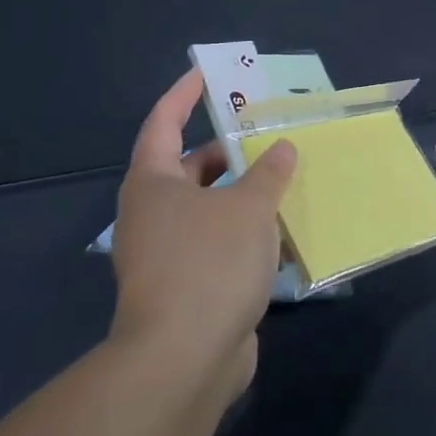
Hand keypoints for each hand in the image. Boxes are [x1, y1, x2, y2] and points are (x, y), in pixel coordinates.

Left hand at [109, 72, 296, 402]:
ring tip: (283, 178)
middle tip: (265, 133)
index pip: (163, 122)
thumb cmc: (210, 263)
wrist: (183, 362)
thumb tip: (282, 149)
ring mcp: (165, 254)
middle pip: (188, 167)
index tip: (205, 74)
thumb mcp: (249, 207)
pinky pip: (217, 243)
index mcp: (153, 183)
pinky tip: (281, 232)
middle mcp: (152, 214)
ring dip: (241, 194)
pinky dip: (244, 232)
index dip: (183, 95)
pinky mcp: (184, 288)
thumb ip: (269, 173)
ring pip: (207, 208)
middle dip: (226, 150)